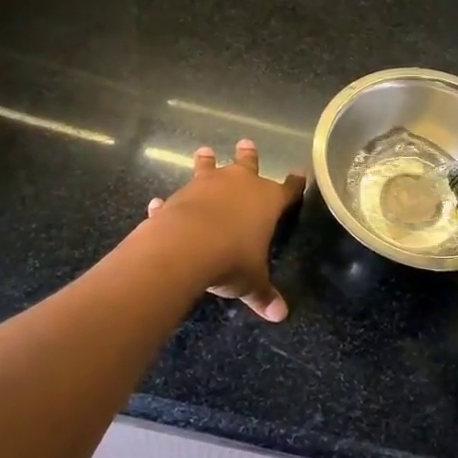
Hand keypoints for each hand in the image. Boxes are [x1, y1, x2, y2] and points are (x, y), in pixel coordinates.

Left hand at [144, 140, 305, 321]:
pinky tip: (158, 203)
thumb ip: (264, 294)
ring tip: (204, 151)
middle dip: (249, 155)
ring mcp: (207, 186)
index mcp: (267, 200)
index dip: (295, 184)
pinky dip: (168, 202)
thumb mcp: (252, 281)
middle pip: (247, 164)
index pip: (288, 189)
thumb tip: (280, 315)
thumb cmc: (232, 258)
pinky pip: (176, 197)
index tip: (300, 174)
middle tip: (246, 143)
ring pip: (209, 168)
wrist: (186, 247)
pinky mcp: (179, 196)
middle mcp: (239, 185)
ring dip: (207, 161)